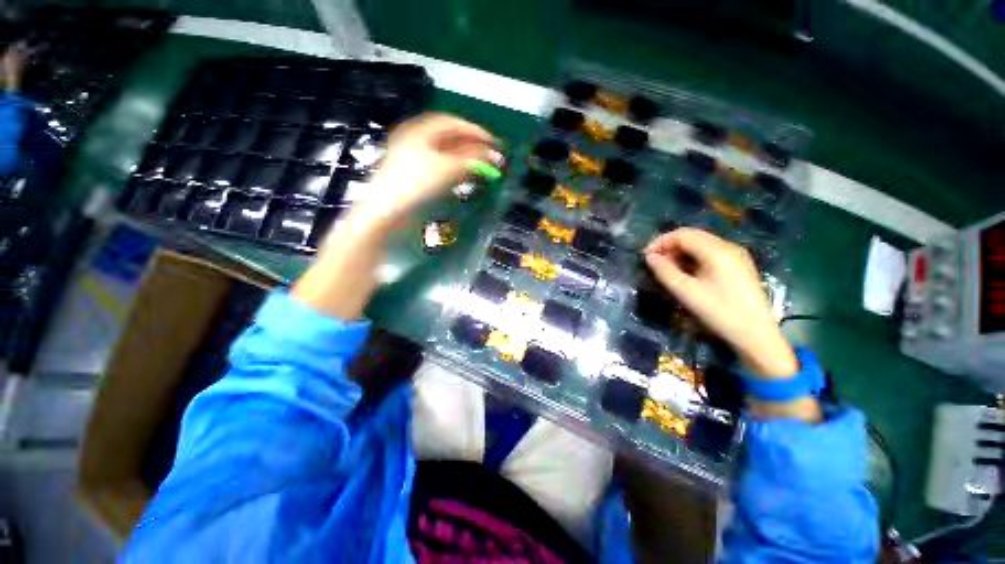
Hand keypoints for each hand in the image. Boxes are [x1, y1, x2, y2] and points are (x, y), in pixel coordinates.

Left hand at [351, 113, 500, 227]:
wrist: (387, 211)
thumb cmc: (415, 183)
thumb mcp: (447, 168)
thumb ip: (473, 160)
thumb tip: (495, 156)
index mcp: (420, 129)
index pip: (454, 123)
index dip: (477, 131)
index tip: (495, 143)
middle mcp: (417, 139)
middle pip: (451, 138)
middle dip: (473, 147)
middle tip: (492, 158)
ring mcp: (415, 158)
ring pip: (447, 154)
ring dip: (467, 160)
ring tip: (483, 169)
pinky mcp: (416, 175)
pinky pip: (441, 167)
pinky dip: (457, 170)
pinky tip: (466, 178)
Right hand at [644, 228, 796, 377]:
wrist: (756, 334)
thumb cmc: (719, 312)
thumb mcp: (686, 292)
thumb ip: (665, 271)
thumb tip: (650, 257)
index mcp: (717, 251)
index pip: (682, 234)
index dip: (661, 242)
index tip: (646, 256)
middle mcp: (728, 246)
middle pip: (693, 236)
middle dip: (670, 246)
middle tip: (655, 263)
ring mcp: (736, 255)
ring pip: (701, 244)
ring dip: (680, 252)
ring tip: (667, 269)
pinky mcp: (739, 265)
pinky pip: (710, 253)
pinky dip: (693, 258)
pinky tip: (686, 272)